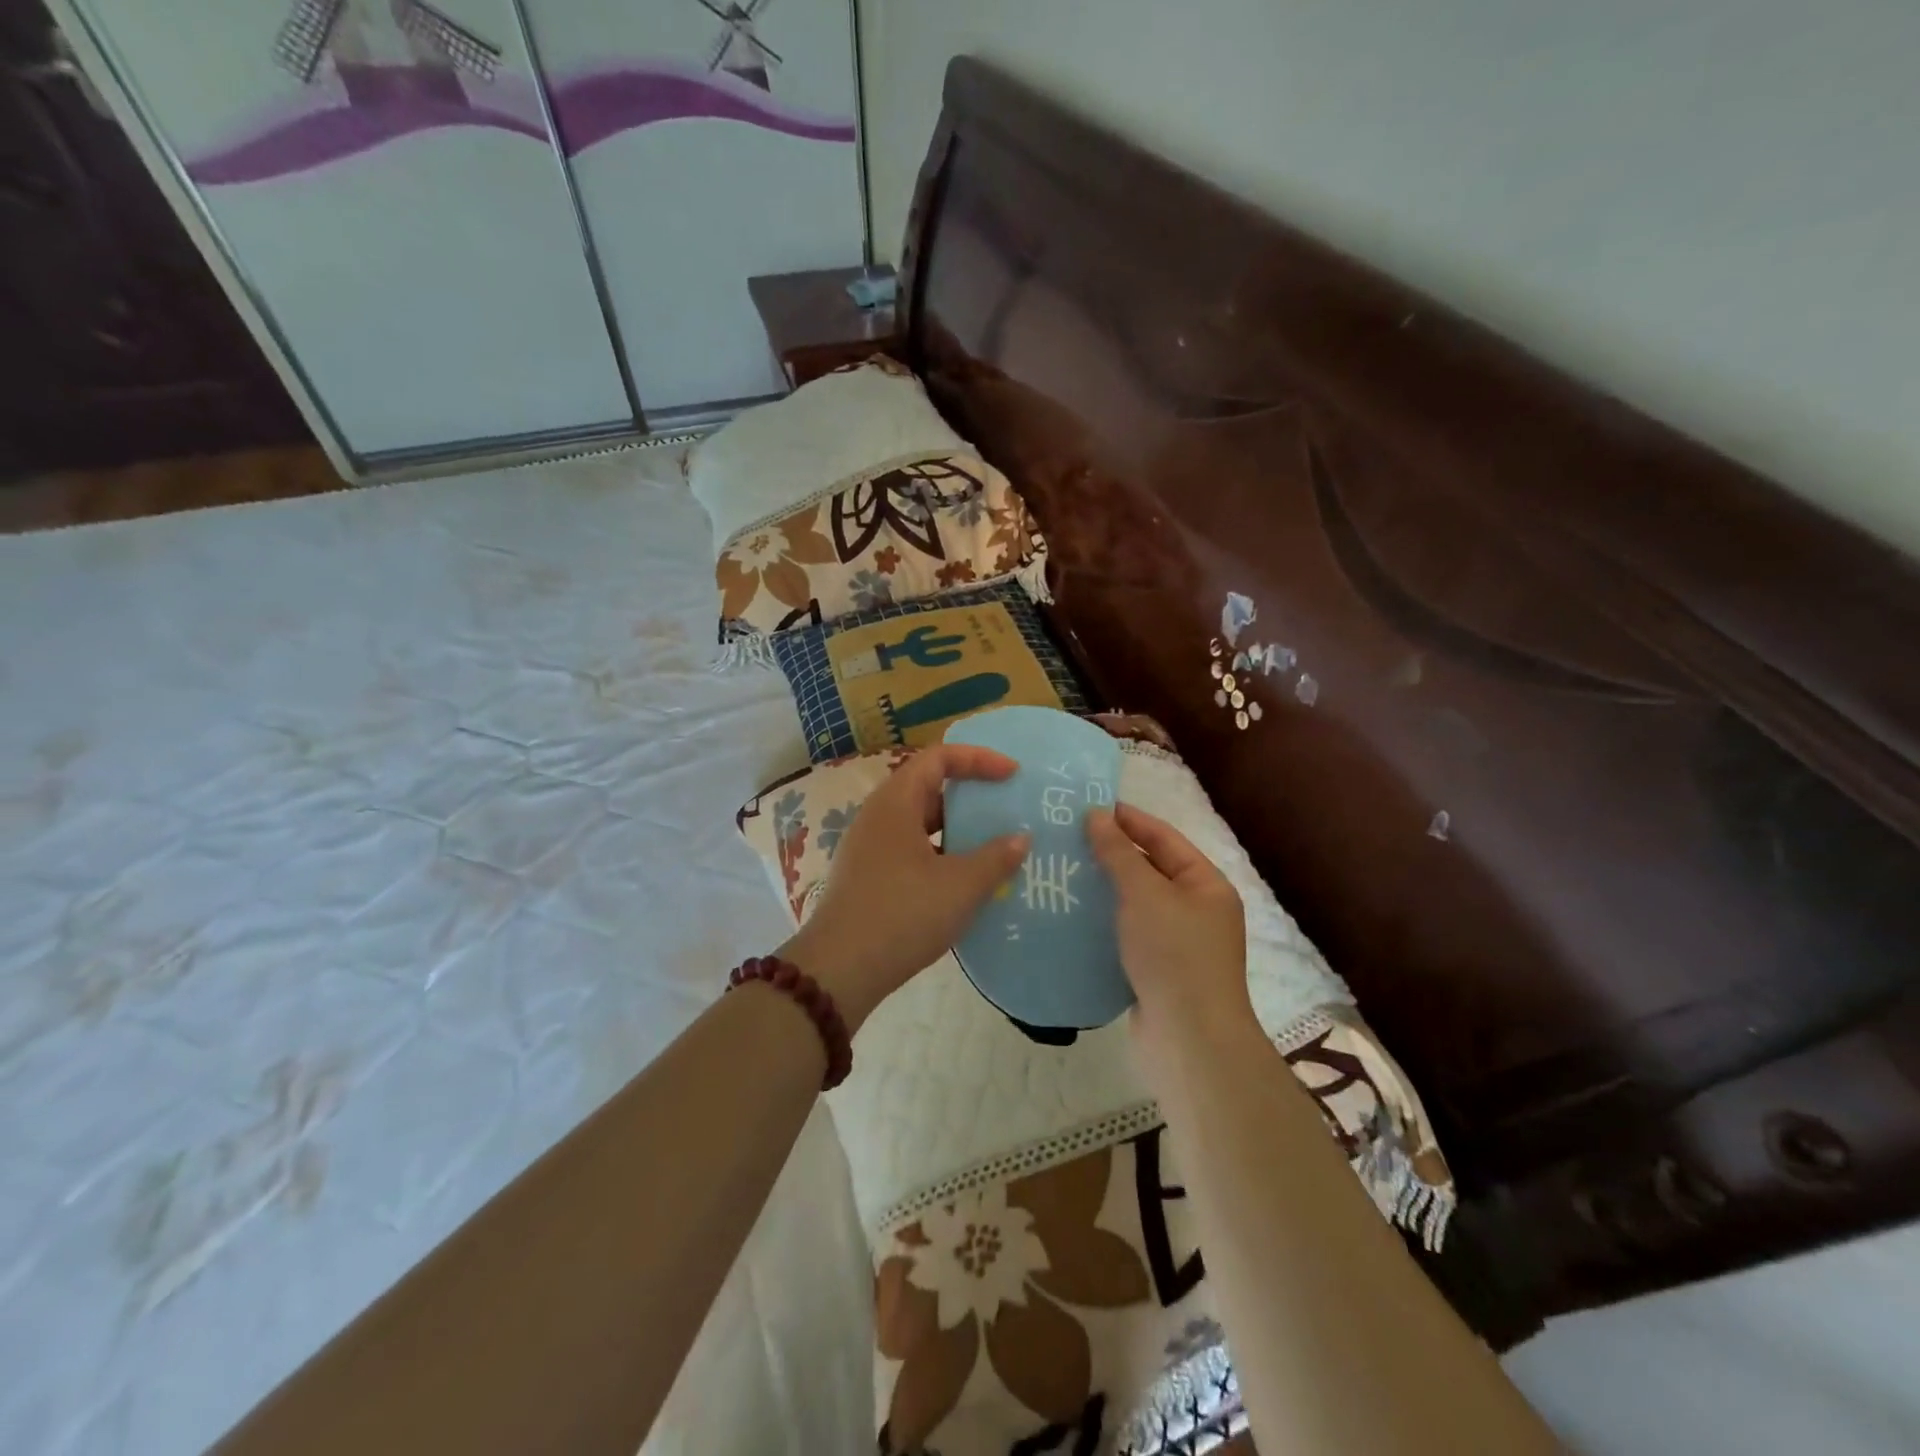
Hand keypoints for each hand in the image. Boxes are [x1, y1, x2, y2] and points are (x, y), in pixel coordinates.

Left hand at [781, 745, 1029, 1032]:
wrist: (839, 971)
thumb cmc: (902, 914)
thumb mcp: (960, 886)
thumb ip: (996, 858)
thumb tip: (1020, 839)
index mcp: (896, 802)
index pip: (938, 758)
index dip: (978, 759)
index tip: (1012, 775)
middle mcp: (879, 816)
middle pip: (929, 788)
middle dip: (970, 796)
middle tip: (1007, 810)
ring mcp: (870, 848)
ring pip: (921, 824)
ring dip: (957, 830)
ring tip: (994, 847)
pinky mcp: (869, 877)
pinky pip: (912, 851)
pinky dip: (942, 856)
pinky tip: (965, 883)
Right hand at [1086, 805, 1251, 1045]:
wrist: (1189, 1041)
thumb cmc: (1173, 955)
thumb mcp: (1145, 894)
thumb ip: (1118, 853)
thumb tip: (1097, 814)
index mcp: (1206, 885)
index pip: (1164, 837)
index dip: (1128, 819)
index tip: (1088, 805)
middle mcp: (1196, 909)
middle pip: (1149, 869)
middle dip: (1111, 853)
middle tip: (1066, 837)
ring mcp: (1177, 943)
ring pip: (1135, 903)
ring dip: (1103, 887)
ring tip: (1061, 870)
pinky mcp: (1157, 970)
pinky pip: (1127, 933)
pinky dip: (1103, 921)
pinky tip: (1070, 914)